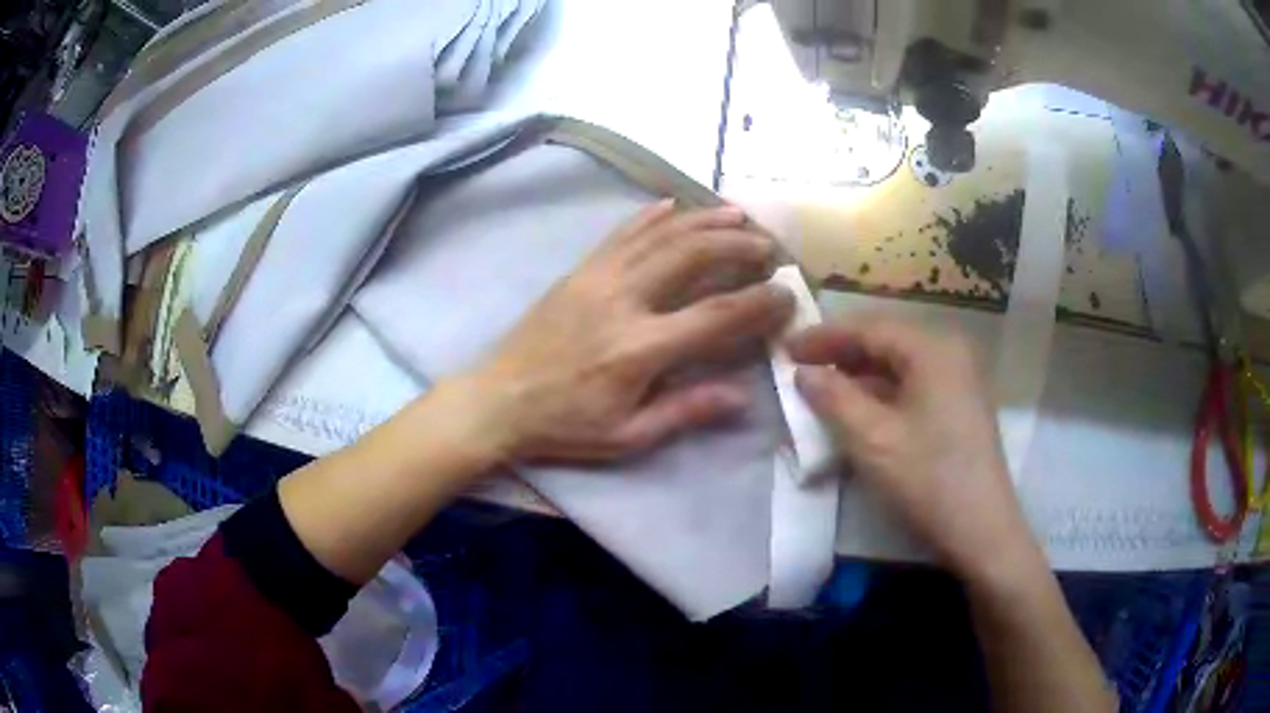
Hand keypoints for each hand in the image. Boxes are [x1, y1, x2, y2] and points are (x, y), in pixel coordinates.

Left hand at [463, 200, 793, 462]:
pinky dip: (650, 216)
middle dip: (736, 246)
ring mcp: (597, 278)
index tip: (786, 293)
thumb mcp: (627, 436)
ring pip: (659, 236)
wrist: (498, 400)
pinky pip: (620, 234)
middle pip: (691, 257)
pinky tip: (673, 204)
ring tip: (737, 214)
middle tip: (768, 246)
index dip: (758, 303)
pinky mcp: (578, 271)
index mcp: (639, 348)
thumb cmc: (565, 425)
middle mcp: (623, 301)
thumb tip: (743, 396)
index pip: (715, 315)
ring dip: (702, 221)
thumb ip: (686, 412)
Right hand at [787, 316, 1034, 582]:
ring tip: (823, 386)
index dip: (824, 336)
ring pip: (900, 363)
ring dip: (860, 373)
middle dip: (841, 352)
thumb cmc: (927, 480)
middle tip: (800, 365)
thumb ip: (833, 398)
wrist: (981, 531)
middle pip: (887, 340)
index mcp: (933, 349)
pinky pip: (913, 383)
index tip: (785, 347)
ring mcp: (960, 378)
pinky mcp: (960, 405)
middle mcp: (950, 352)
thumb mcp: (872, 439)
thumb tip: (804, 373)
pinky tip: (860, 407)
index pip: (869, 328)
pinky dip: (882, 391)